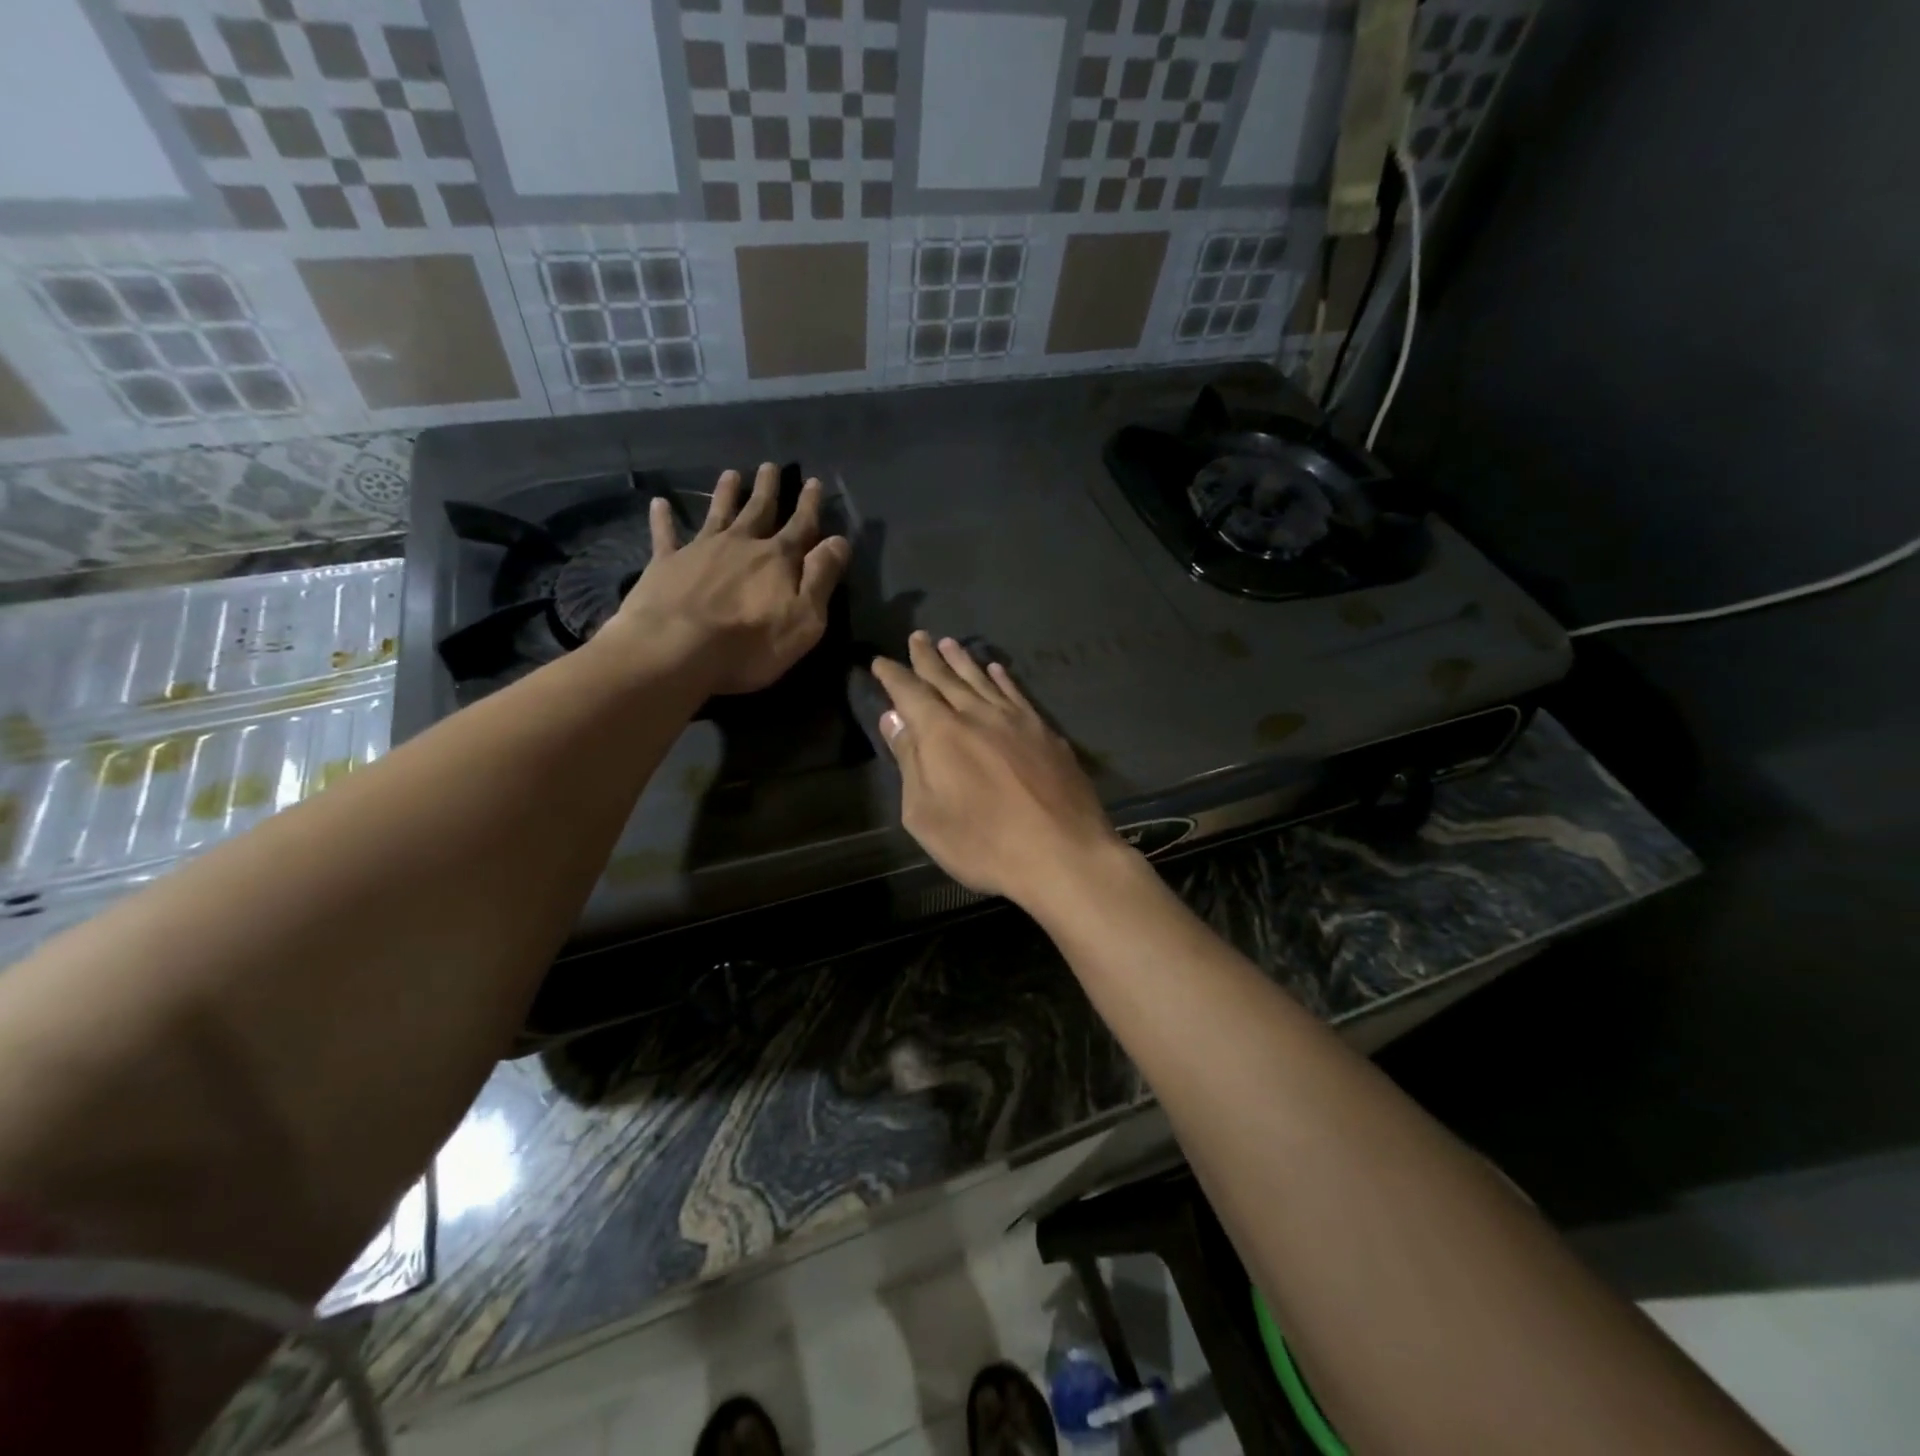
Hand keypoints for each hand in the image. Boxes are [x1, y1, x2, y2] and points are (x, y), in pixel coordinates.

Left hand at [611, 463, 849, 694]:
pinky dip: (663, 519)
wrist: (675, 650)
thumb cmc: (749, 644)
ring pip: (718, 513)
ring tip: (731, 474)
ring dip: (726, 493)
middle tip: (771, 466)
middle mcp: (740, 544)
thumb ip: (821, 578)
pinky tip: (659, 503)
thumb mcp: (804, 619)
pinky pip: (665, 535)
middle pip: (758, 510)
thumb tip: (839, 541)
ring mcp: (700, 550)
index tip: (814, 482)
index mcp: (777, 559)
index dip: (809, 505)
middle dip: (768, 489)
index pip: (801, 526)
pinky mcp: (666, 563)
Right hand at [871, 632, 1123, 906]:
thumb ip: (910, 761)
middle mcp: (978, 715)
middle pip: (947, 678)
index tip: (881, 661)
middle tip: (917, 636)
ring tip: (950, 643)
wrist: (1062, 853)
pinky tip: (997, 671)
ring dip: (963, 661)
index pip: (910, 692)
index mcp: (942, 733)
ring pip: (983, 680)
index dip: (893, 675)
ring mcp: (1017, 720)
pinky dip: (1002, 680)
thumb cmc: (983, 843)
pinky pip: (1017, 694)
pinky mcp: (1045, 733)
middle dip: (928, 657)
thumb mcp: (926, 814)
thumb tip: (894, 719)